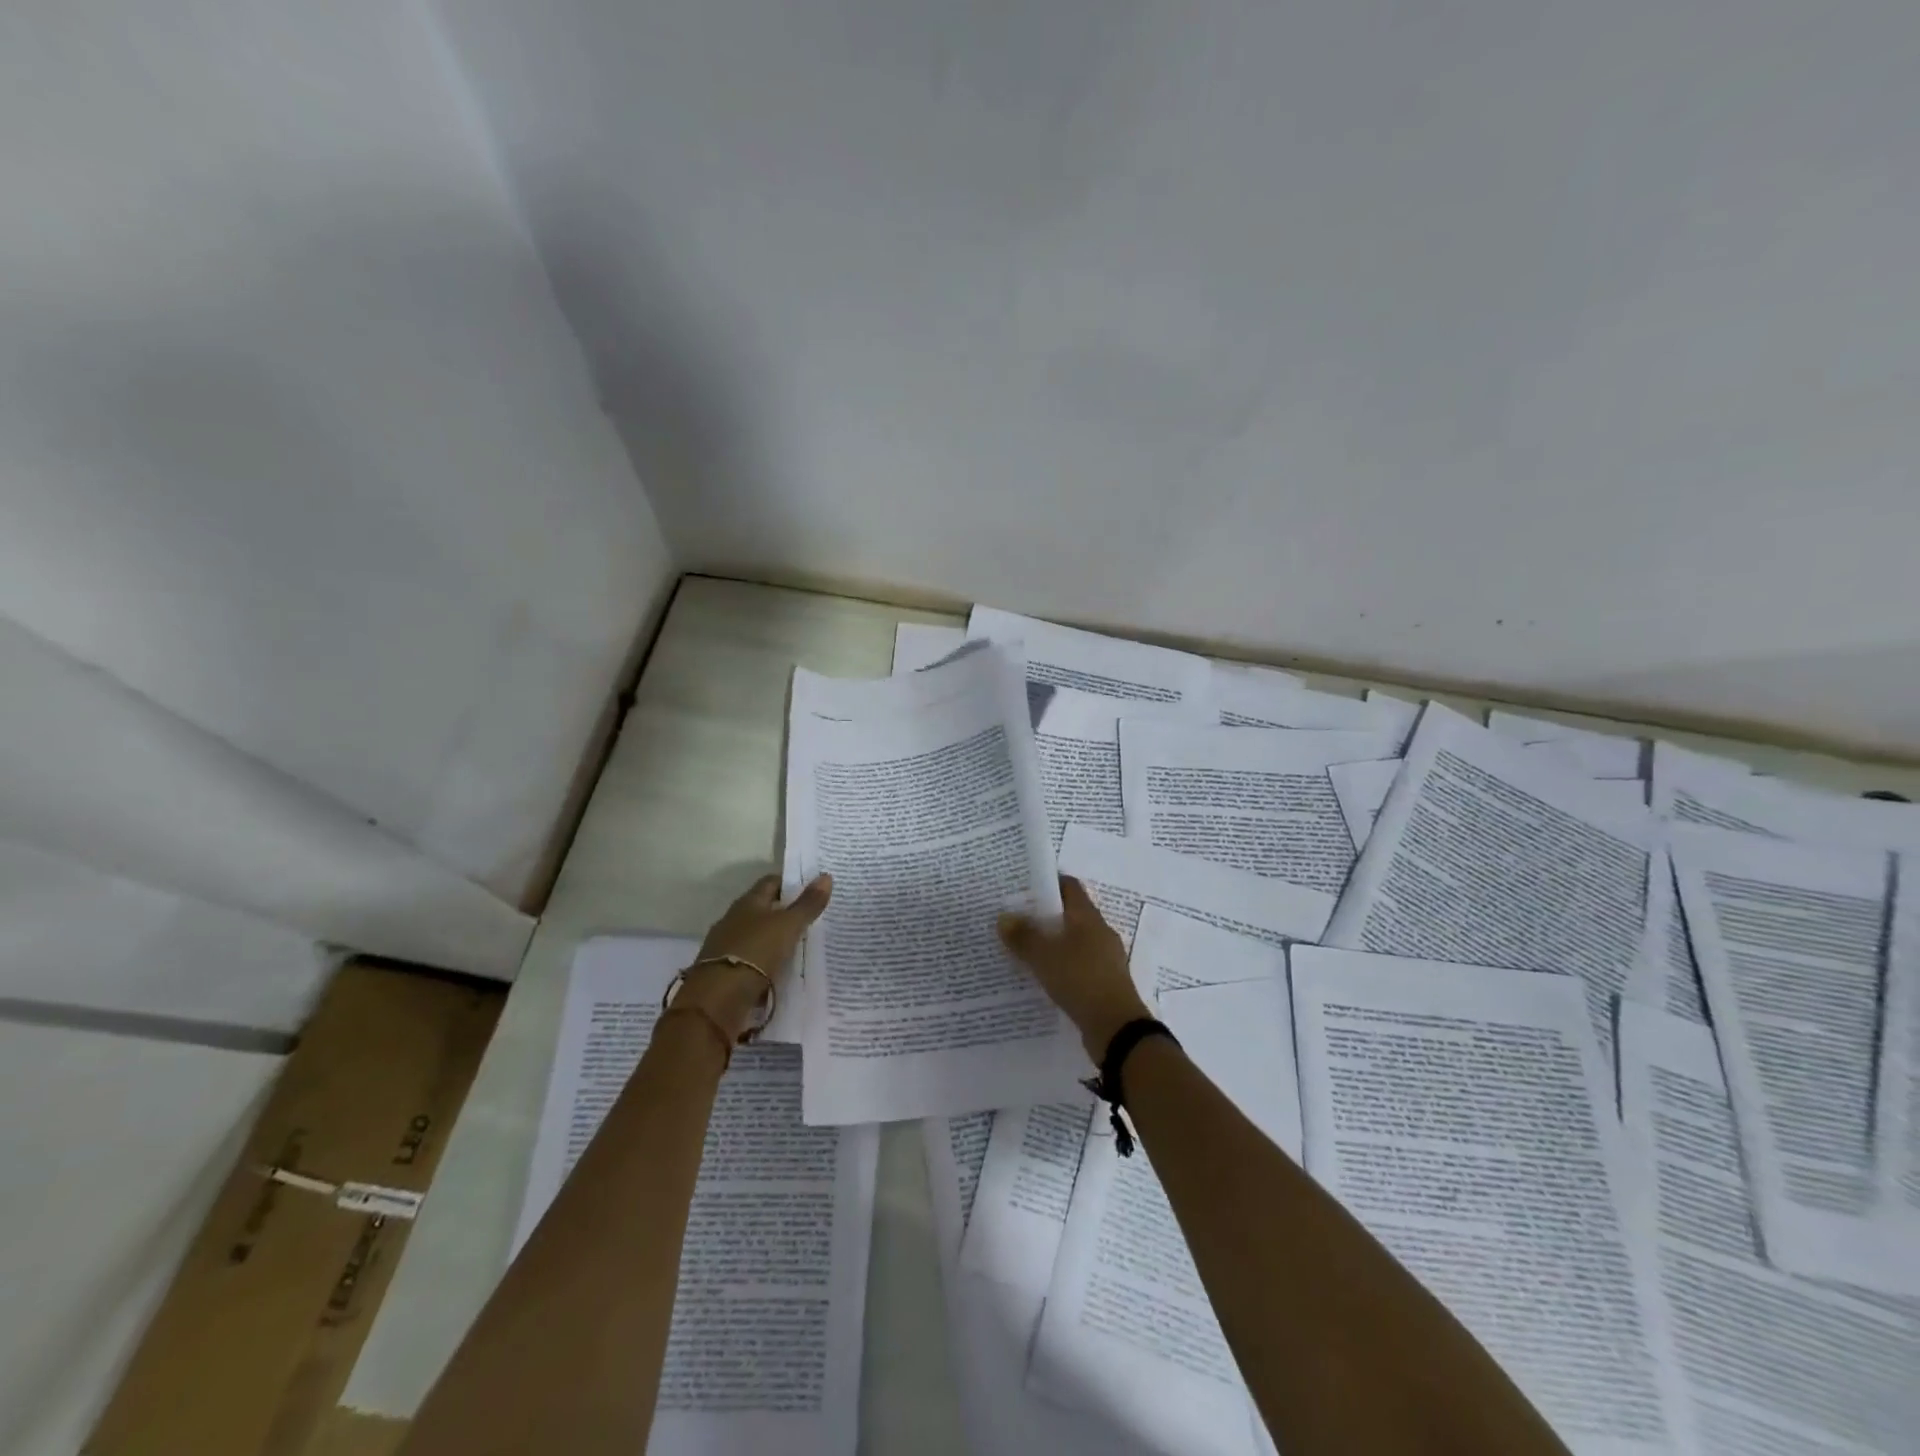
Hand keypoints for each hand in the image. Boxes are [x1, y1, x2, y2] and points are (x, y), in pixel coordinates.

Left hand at [677, 873, 831, 1040]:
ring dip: (775, 940)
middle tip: (813, 919)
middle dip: (785, 913)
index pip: (771, 882)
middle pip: (763, 909)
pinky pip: (752, 961)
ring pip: (757, 936)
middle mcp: (734, 919)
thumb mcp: (788, 926)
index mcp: (748, 902)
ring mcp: (727, 946)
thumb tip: (826, 876)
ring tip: (802, 947)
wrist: (718, 999)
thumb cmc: (756, 951)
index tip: (812, 890)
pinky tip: (781, 971)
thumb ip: (808, 904)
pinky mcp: (725, 972)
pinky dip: (766, 963)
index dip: (791, 883)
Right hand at [999, 876, 1151, 1061]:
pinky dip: (1060, 966)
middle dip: (1044, 915)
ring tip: (1023, 947)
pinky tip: (1041, 976)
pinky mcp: (1103, 982)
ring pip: (1073, 941)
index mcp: (1088, 917)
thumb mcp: (1044, 957)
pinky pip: (1077, 965)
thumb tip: (1003, 917)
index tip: (1023, 886)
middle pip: (1070, 914)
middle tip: (1015, 917)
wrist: (1117, 1029)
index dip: (1048, 883)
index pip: (1069, 887)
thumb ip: (1023, 936)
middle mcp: (1099, 932)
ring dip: (1052, 942)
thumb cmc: (1081, 980)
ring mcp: (1104, 958)